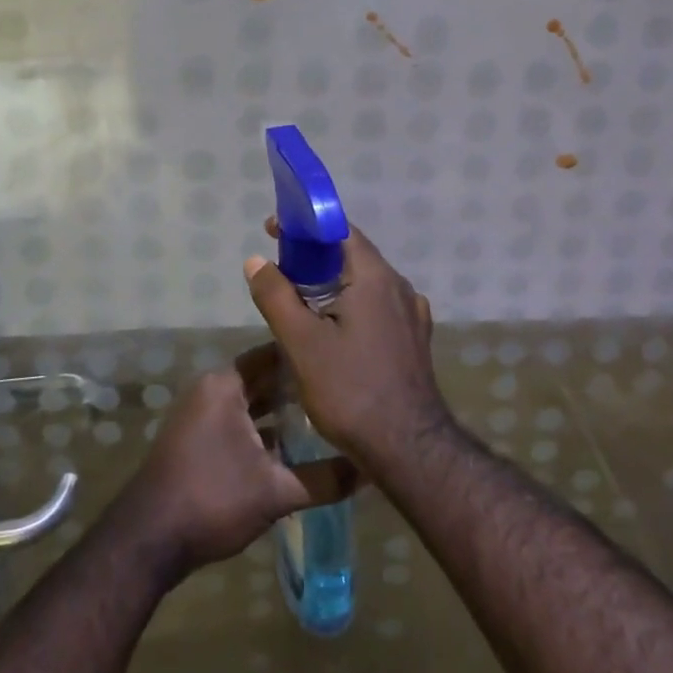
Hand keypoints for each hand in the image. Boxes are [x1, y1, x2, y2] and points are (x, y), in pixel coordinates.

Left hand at [126, 349, 356, 574]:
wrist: (146, 542)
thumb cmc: (212, 499)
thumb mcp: (275, 492)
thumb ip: (324, 479)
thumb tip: (369, 471)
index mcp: (225, 385)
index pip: (273, 354)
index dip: (306, 357)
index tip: (339, 361)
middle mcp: (211, 391)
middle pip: (262, 379)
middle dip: (297, 387)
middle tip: (339, 391)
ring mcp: (200, 417)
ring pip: (250, 404)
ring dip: (280, 412)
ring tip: (323, 418)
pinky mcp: (196, 442)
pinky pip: (237, 423)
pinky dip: (262, 431)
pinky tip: (292, 449)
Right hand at [244, 221, 446, 471]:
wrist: (408, 447)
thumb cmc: (350, 390)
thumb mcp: (302, 343)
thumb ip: (277, 297)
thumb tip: (256, 261)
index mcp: (375, 277)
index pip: (340, 231)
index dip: (306, 226)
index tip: (275, 231)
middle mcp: (400, 287)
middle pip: (353, 256)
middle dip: (315, 256)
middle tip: (281, 269)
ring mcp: (412, 314)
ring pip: (367, 284)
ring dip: (334, 283)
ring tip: (301, 300)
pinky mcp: (415, 339)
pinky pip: (379, 308)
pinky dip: (353, 306)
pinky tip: (335, 330)